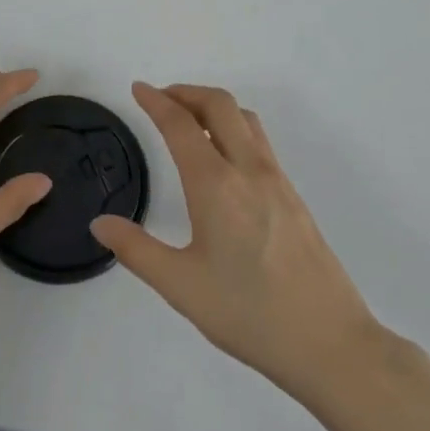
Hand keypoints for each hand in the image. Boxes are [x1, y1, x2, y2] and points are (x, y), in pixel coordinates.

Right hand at [91, 83, 379, 402]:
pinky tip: (224, 156)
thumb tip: (100, 223)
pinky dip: (234, 126)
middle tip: (161, 99)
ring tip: (190, 120)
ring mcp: (276, 179)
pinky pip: (259, 140)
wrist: (329, 342)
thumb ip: (137, 250)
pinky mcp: (293, 195)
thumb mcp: (182, 287)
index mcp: (216, 185)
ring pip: (244, 118)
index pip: (181, 125)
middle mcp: (248, 169)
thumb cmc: (249, 314)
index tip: (137, 89)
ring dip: (213, 105)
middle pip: (219, 104)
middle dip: (186, 92)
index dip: (156, 101)